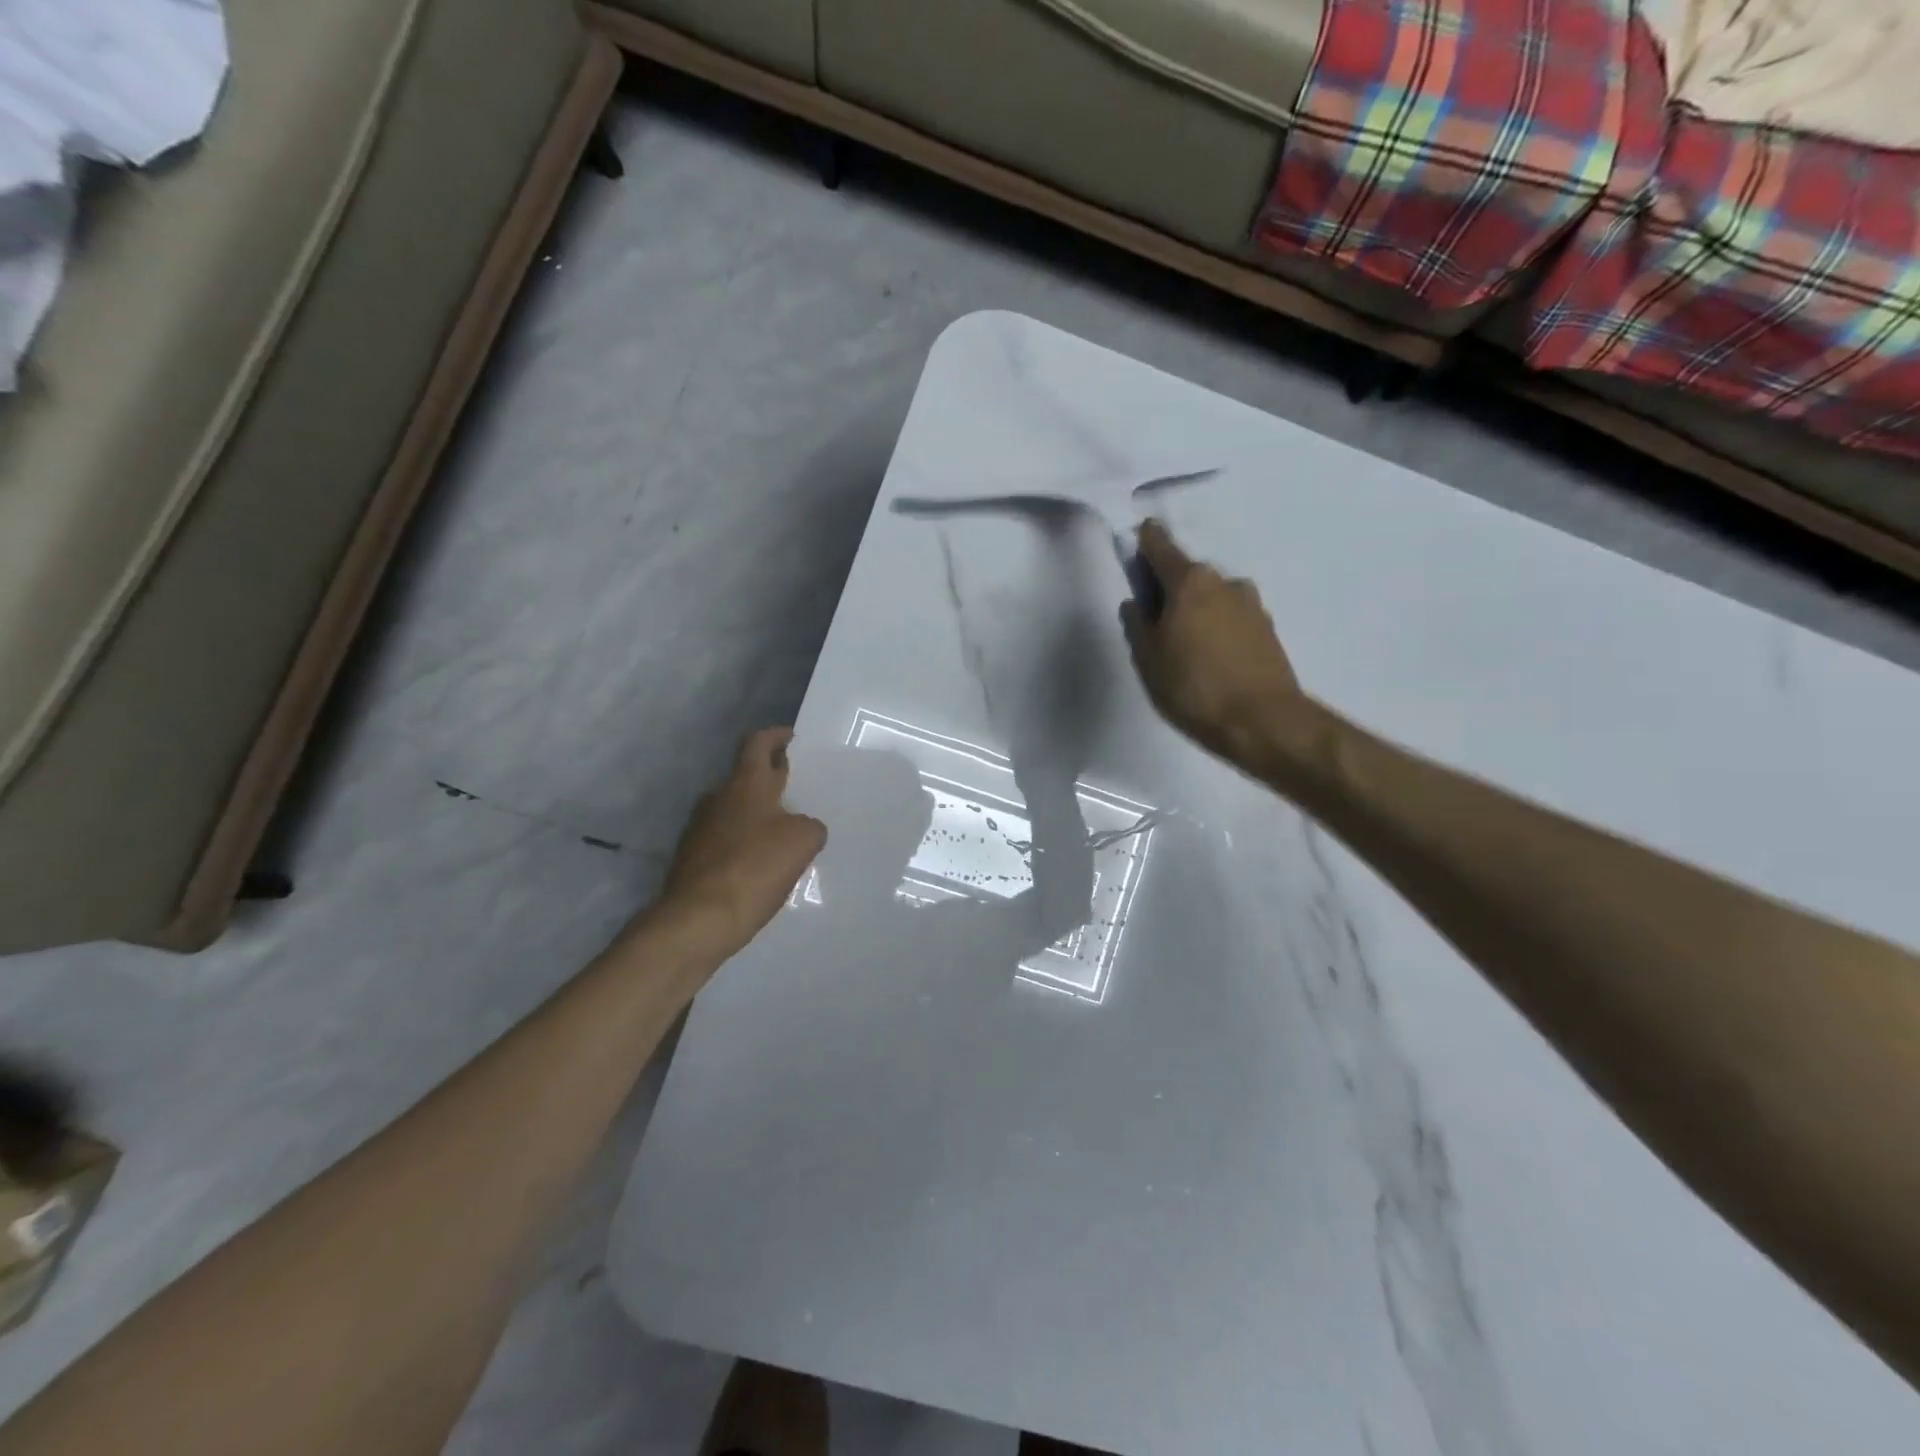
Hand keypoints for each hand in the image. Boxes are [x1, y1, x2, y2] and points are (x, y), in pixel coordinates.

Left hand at [655, 729, 826, 963]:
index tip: (790, 737)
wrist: (698, 919)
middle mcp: (718, 798)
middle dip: (771, 777)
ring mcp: (700, 828)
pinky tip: (761, 863)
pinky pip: (725, 838)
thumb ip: (810, 826)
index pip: (758, 744)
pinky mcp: (692, 857)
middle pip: (746, 777)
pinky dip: (744, 841)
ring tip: (784, 830)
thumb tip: (801, 826)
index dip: (775, 736)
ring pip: (735, 809)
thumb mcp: (803, 842)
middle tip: (796, 786)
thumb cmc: (755, 868)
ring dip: (757, 813)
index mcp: (746, 785)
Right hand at [1121, 520, 1314, 768]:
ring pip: (1212, 596)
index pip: (1161, 545)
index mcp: (1190, 581)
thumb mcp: (1148, 659)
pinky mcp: (1268, 628)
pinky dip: (1217, 626)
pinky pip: (1231, 616)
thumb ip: (1137, 624)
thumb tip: (1136, 603)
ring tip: (1184, 644)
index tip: (1136, 544)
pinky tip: (1210, 656)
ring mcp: (1251, 604)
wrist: (1263, 721)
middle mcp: (1224, 581)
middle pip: (1188, 573)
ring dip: (1196, 609)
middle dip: (1169, 587)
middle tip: (1154, 618)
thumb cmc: (1193, 687)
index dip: (1145, 541)